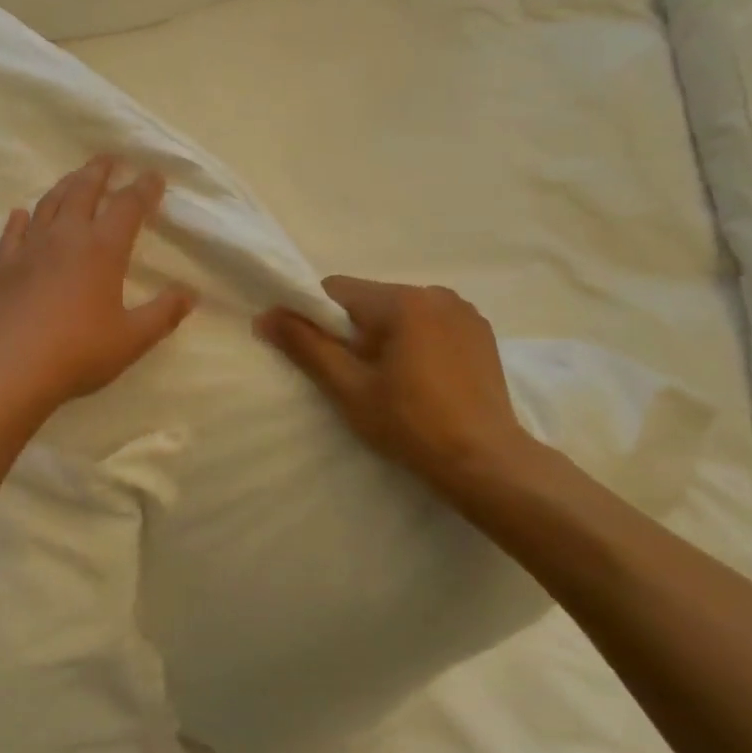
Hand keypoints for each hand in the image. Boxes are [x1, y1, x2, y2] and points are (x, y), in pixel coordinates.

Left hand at [0, 157, 194, 422]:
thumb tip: (191, 293)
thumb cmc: (78, 353)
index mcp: (102, 249)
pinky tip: (21, 214)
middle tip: (110, 158)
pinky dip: (21, 219)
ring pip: (49, 204)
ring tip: (75, 177)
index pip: (128, 206)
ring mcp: (30, 248)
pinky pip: (13, 232)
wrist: (9, 370)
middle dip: (100, 171)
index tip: (153, 175)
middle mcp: (66, 237)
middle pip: (84, 191)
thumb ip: (164, 314)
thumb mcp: (131, 339)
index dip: (144, 188)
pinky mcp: (3, 266)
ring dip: (65, 185)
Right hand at [255, 277, 536, 501]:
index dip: (317, 319)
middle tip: (358, 379)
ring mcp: (465, 312)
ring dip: (387, 337)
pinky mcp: (482, 333)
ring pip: (402, 313)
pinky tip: (424, 381)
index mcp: (402, 301)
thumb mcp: (349, 388)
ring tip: (394, 383)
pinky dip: (417, 343)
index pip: (337, 290)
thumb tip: (266, 315)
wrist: (485, 462)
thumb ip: (306, 346)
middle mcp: (436, 294)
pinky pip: (431, 325)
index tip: (321, 357)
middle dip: (355, 332)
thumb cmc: (410, 424)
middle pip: (371, 301)